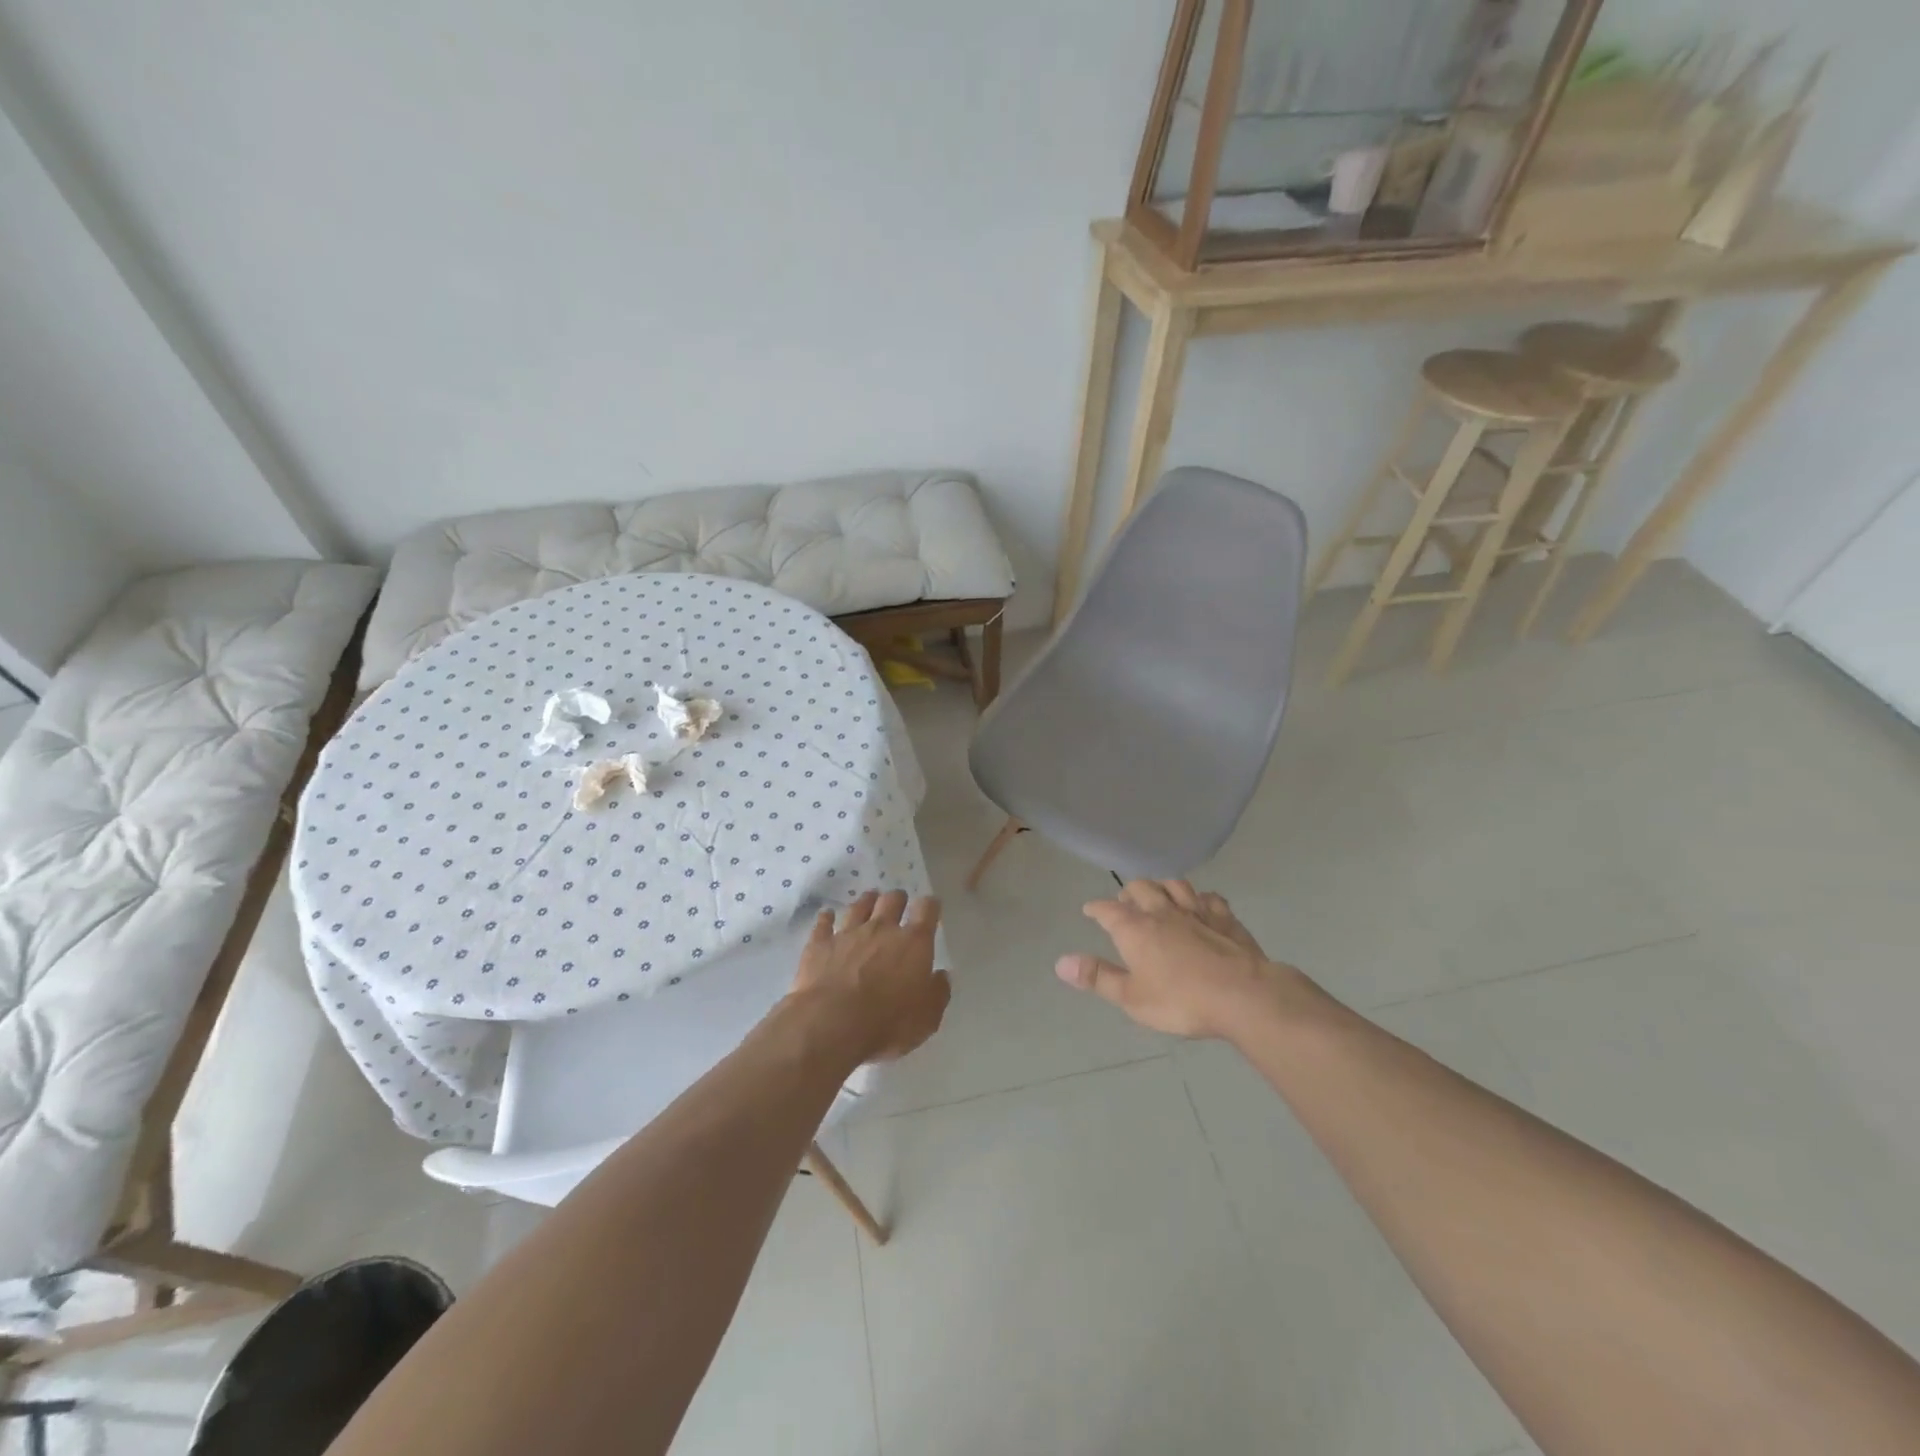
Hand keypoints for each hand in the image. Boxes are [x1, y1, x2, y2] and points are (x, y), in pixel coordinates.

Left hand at [789, 890, 949, 1062]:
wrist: (832, 1024)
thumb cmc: (887, 1023)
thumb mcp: (927, 1018)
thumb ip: (937, 992)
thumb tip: (941, 976)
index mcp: (913, 943)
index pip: (927, 910)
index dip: (930, 906)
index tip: (931, 907)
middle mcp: (882, 929)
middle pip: (892, 900)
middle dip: (898, 899)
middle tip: (899, 903)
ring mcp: (848, 933)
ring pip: (859, 906)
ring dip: (866, 901)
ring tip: (869, 900)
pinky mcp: (820, 944)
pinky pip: (823, 923)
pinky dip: (826, 918)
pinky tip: (827, 915)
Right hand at [1055, 880, 1308, 1038]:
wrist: (1243, 995)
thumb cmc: (1181, 1000)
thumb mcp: (1131, 998)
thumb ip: (1098, 977)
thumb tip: (1060, 963)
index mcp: (1135, 928)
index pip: (1108, 910)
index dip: (1096, 908)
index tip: (1090, 910)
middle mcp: (1163, 911)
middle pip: (1141, 888)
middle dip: (1129, 892)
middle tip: (1125, 902)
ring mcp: (1197, 911)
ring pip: (1175, 885)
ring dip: (1162, 886)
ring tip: (1159, 895)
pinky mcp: (1226, 918)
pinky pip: (1210, 898)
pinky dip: (1201, 899)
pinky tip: (1202, 906)